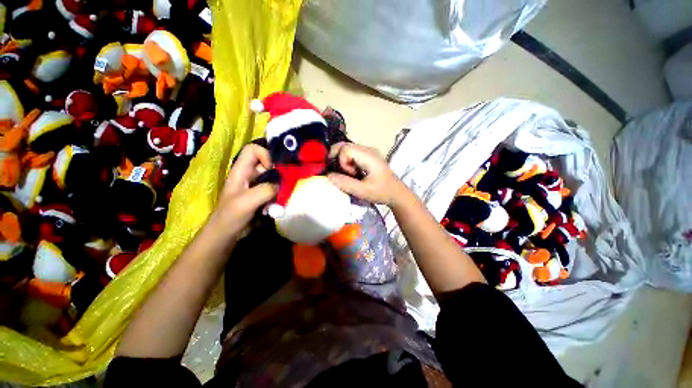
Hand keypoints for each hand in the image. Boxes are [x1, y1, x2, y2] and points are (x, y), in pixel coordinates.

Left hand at [210, 144, 277, 237]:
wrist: (227, 234)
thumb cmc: (231, 216)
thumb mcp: (246, 201)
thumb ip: (265, 190)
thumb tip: (282, 185)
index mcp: (241, 170)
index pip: (253, 149)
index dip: (265, 154)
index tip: (273, 169)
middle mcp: (250, 174)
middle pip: (268, 162)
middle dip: (279, 171)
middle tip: (287, 182)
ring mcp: (257, 185)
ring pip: (274, 176)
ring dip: (281, 185)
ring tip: (283, 195)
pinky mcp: (263, 195)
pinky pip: (276, 188)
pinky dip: (280, 194)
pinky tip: (279, 203)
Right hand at [327, 142, 405, 206]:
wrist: (396, 193)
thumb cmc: (381, 192)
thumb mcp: (362, 191)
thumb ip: (345, 183)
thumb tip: (328, 176)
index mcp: (369, 156)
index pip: (346, 149)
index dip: (342, 161)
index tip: (349, 174)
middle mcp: (368, 149)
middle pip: (345, 145)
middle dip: (338, 158)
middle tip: (340, 172)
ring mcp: (368, 151)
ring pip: (347, 149)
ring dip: (343, 161)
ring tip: (350, 173)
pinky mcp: (368, 155)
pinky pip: (352, 153)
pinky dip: (347, 162)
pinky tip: (353, 172)